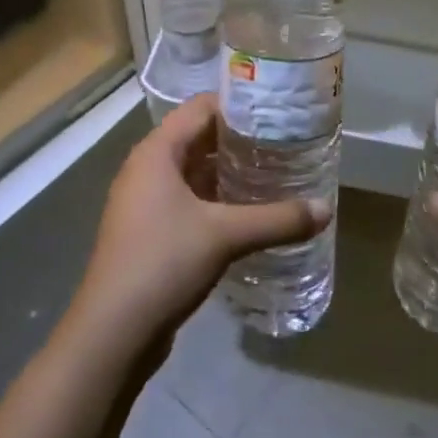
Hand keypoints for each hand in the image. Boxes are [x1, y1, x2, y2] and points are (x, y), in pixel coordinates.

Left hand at [68, 94, 330, 358]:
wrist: (111, 334)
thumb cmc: (163, 263)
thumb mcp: (225, 235)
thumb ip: (278, 219)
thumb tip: (326, 210)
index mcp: (157, 152)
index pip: (201, 107)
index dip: (239, 104)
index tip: (278, 109)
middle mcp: (147, 168)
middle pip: (198, 137)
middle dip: (239, 139)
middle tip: (284, 141)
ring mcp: (145, 201)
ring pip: (194, 171)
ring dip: (229, 171)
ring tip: (273, 172)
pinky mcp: (149, 231)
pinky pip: (188, 200)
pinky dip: (217, 199)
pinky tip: (248, 212)